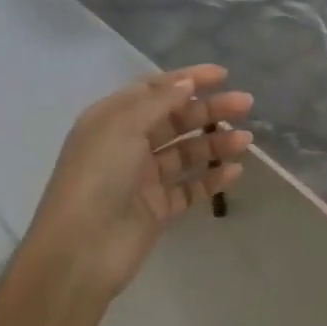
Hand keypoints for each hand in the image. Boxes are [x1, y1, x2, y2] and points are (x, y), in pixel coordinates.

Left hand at [29, 65, 252, 296]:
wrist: (80, 250)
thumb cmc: (98, 176)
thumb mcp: (124, 126)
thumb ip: (159, 102)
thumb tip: (187, 83)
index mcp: (113, 119)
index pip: (155, 90)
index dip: (188, 80)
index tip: (223, 75)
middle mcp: (128, 144)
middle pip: (176, 119)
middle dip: (210, 109)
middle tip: (246, 104)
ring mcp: (144, 178)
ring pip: (187, 153)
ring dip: (216, 143)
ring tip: (245, 141)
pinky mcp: (157, 209)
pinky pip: (190, 187)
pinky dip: (212, 178)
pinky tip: (234, 171)